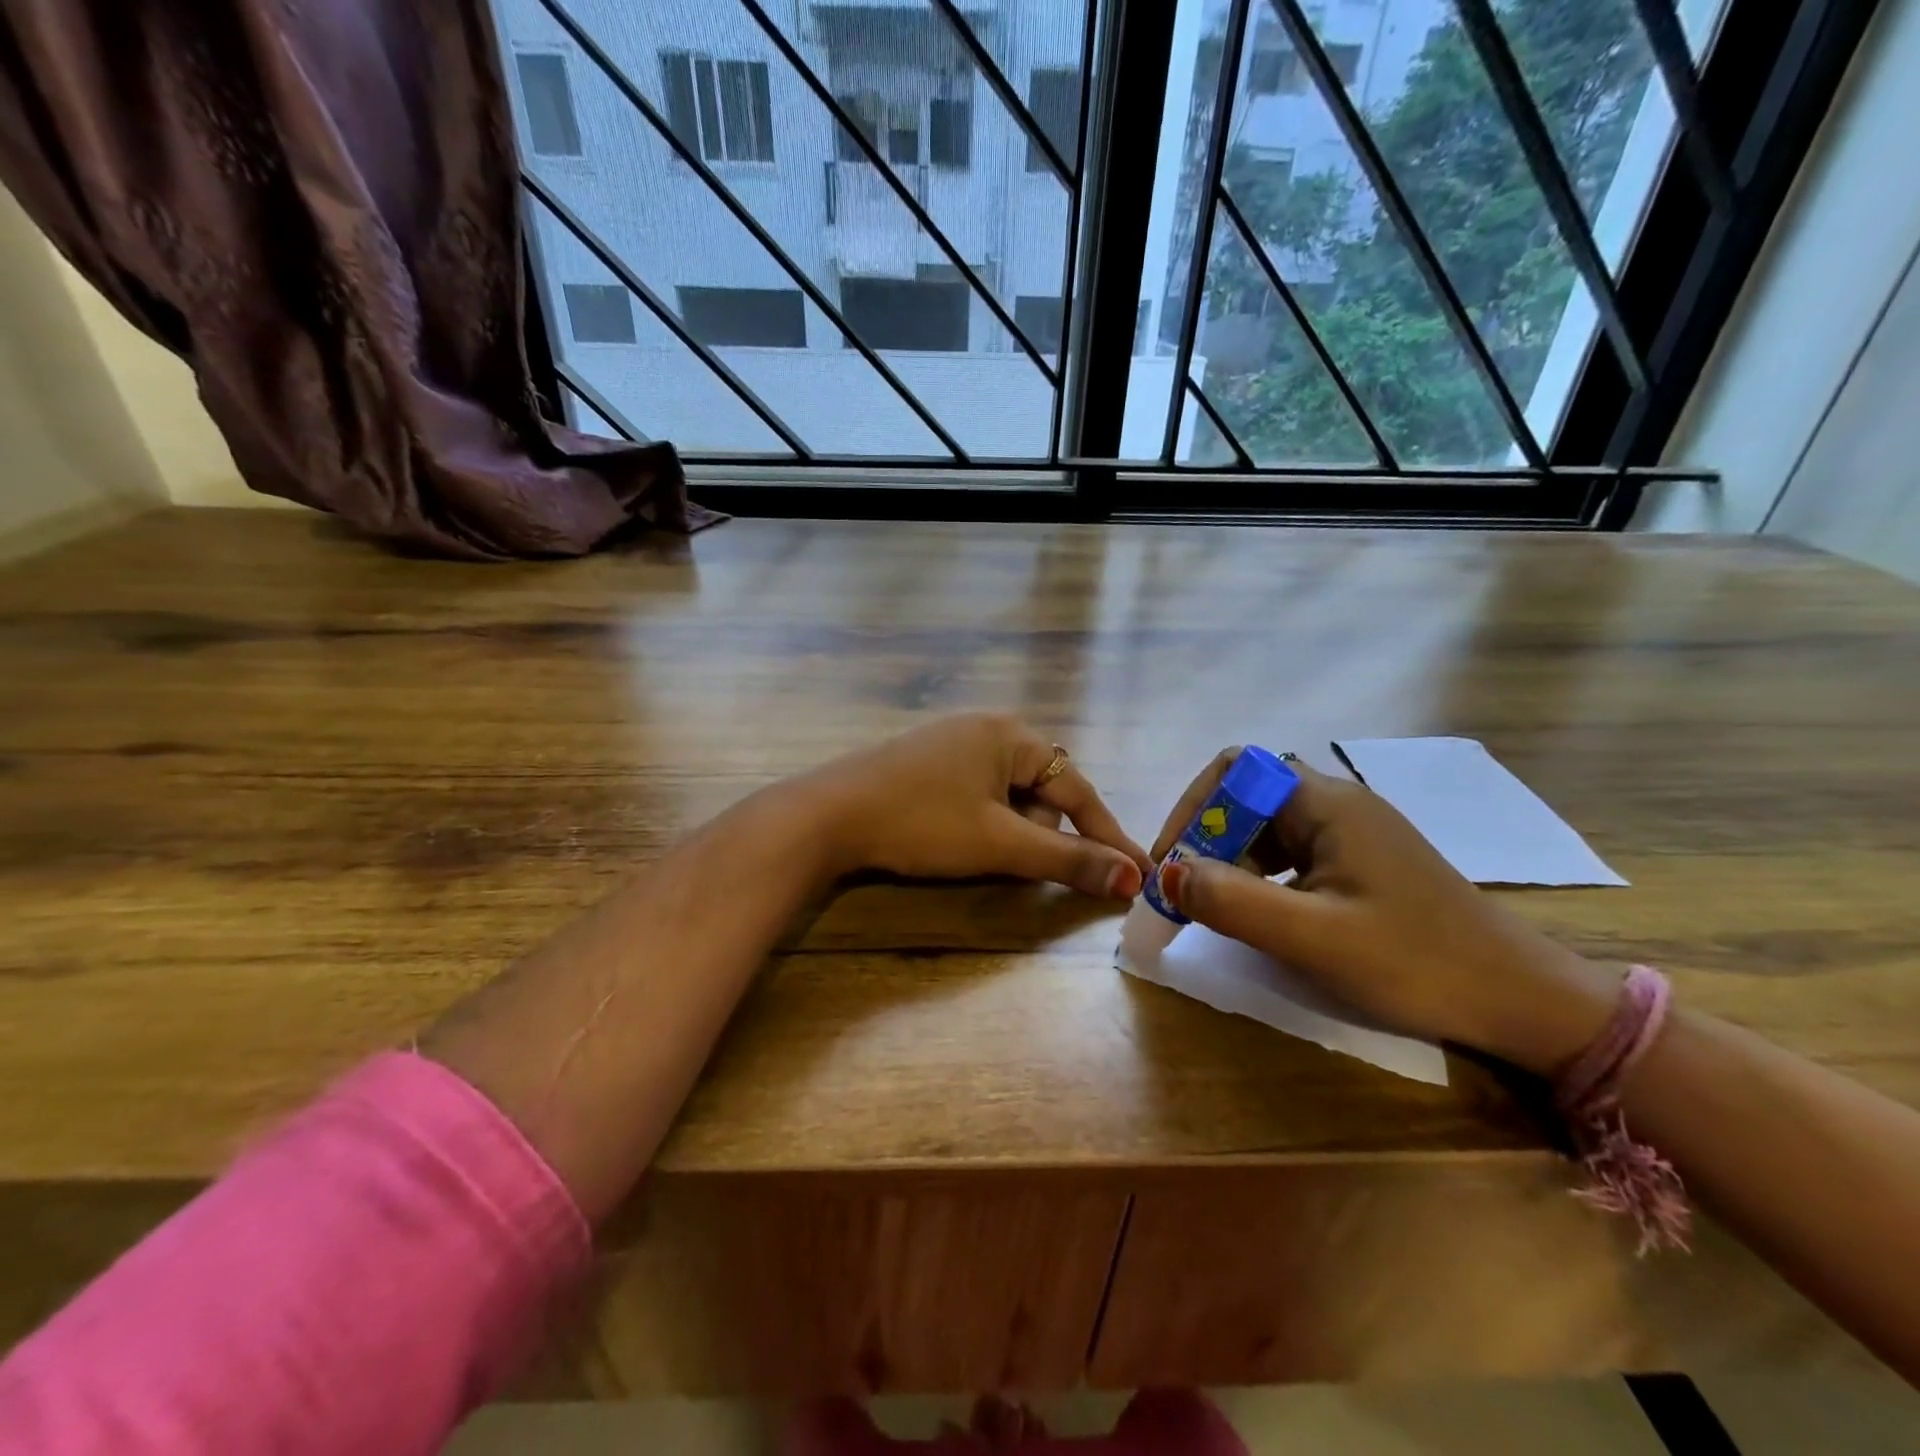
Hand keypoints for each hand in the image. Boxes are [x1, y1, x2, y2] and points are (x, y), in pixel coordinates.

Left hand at [799, 714, 1152, 899]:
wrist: (827, 815)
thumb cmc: (921, 823)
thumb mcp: (1000, 843)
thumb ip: (1067, 859)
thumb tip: (1132, 878)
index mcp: (1012, 735)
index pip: (1079, 789)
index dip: (1108, 836)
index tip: (1140, 873)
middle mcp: (988, 728)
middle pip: (1042, 792)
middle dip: (1036, 834)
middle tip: (1005, 858)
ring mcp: (954, 742)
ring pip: (1008, 797)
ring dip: (1007, 831)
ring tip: (969, 849)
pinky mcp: (928, 761)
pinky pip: (978, 794)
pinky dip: (981, 823)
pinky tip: (951, 838)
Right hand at [1151, 750, 1617, 1074]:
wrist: (1523, 1001)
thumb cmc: (1417, 962)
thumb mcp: (1314, 937)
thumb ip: (1233, 902)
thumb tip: (1166, 874)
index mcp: (1327, 804)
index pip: (1236, 770)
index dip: (1193, 807)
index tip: (1172, 862)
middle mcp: (1338, 804)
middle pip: (1248, 796)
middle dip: (1207, 837)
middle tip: (1187, 892)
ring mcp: (1354, 833)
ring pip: (1269, 826)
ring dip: (1231, 859)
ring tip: (1217, 907)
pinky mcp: (1364, 863)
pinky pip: (1294, 852)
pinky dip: (1262, 875)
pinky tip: (1264, 914)